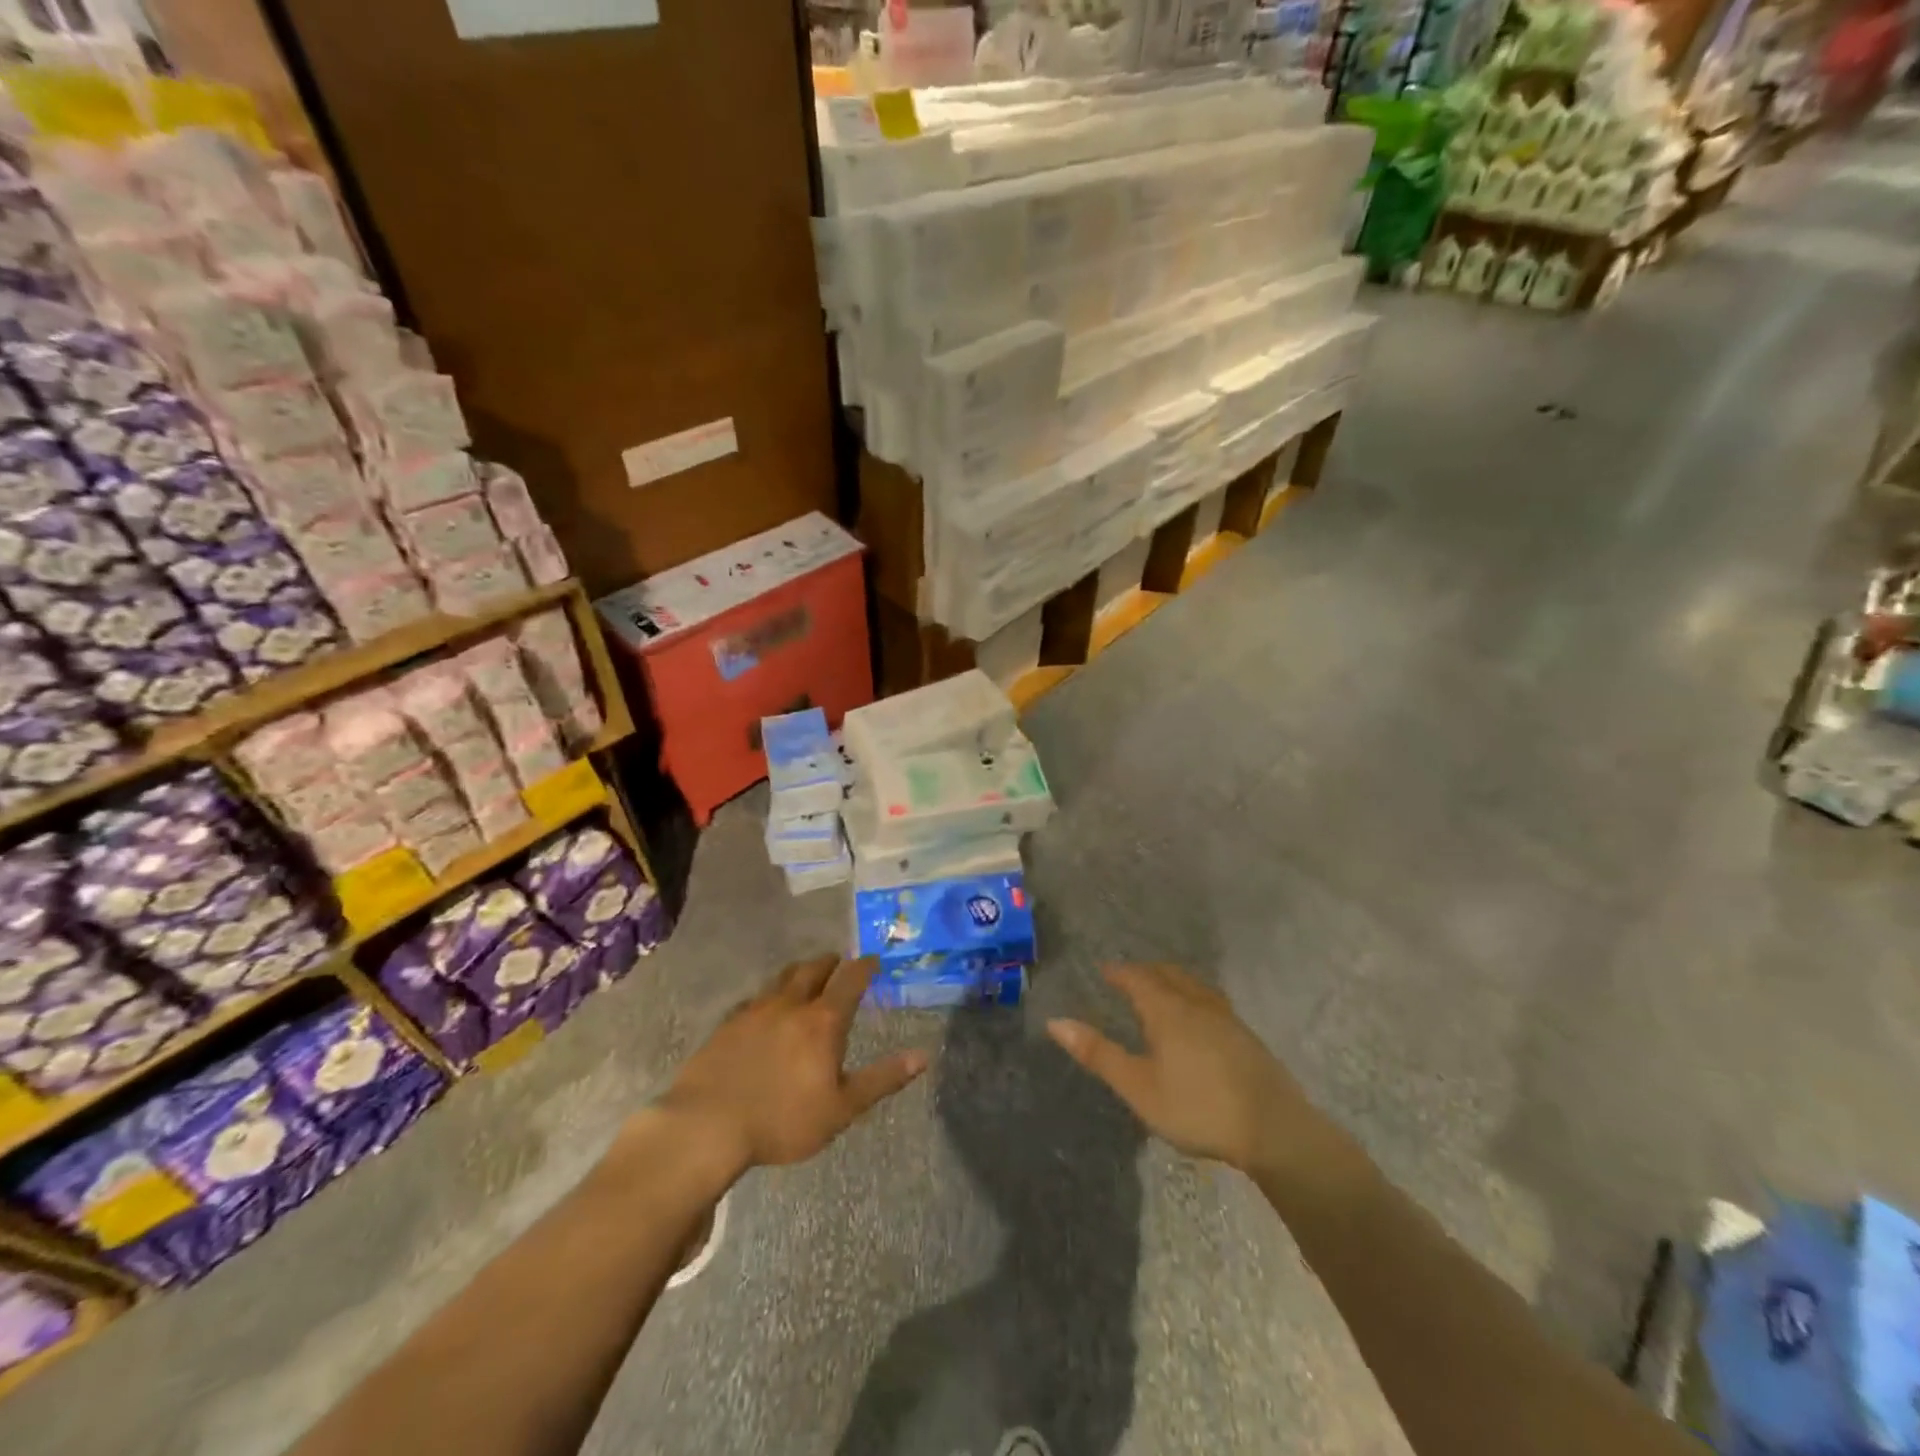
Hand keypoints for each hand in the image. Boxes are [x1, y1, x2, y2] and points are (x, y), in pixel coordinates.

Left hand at [663, 955, 926, 1173]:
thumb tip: (923, 1056)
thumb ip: (883, 1079)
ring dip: (800, 972)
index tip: (874, 960)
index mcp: (823, 1020)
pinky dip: (770, 995)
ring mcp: (756, 1010)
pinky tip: (766, 1009)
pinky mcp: (728, 1023)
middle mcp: (791, 1004)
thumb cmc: (782, 1120)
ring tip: (807, 977)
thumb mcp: (842, 1108)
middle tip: (840, 963)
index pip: (850, 979)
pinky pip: (756, 997)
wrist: (707, 1125)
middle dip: (831, 962)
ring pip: (783, 977)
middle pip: (814, 968)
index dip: (865, 966)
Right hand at [1047, 963, 1323, 1176]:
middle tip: (1128, 977)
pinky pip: (1210, 1000)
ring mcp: (1226, 1018)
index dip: (1119, 972)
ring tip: (1161, 989)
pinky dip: (1193, 996)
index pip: (1137, 978)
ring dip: (1171, 980)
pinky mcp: (1246, 1036)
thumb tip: (1055, 1022)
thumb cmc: (1198, 1107)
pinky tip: (1198, 1017)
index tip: (1104, 970)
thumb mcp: (1139, 1087)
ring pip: (1193, 985)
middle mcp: (1196, 1004)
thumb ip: (1099, 1054)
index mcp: (1167, 1010)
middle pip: (1167, 974)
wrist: (1275, 1129)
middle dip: (1145, 972)